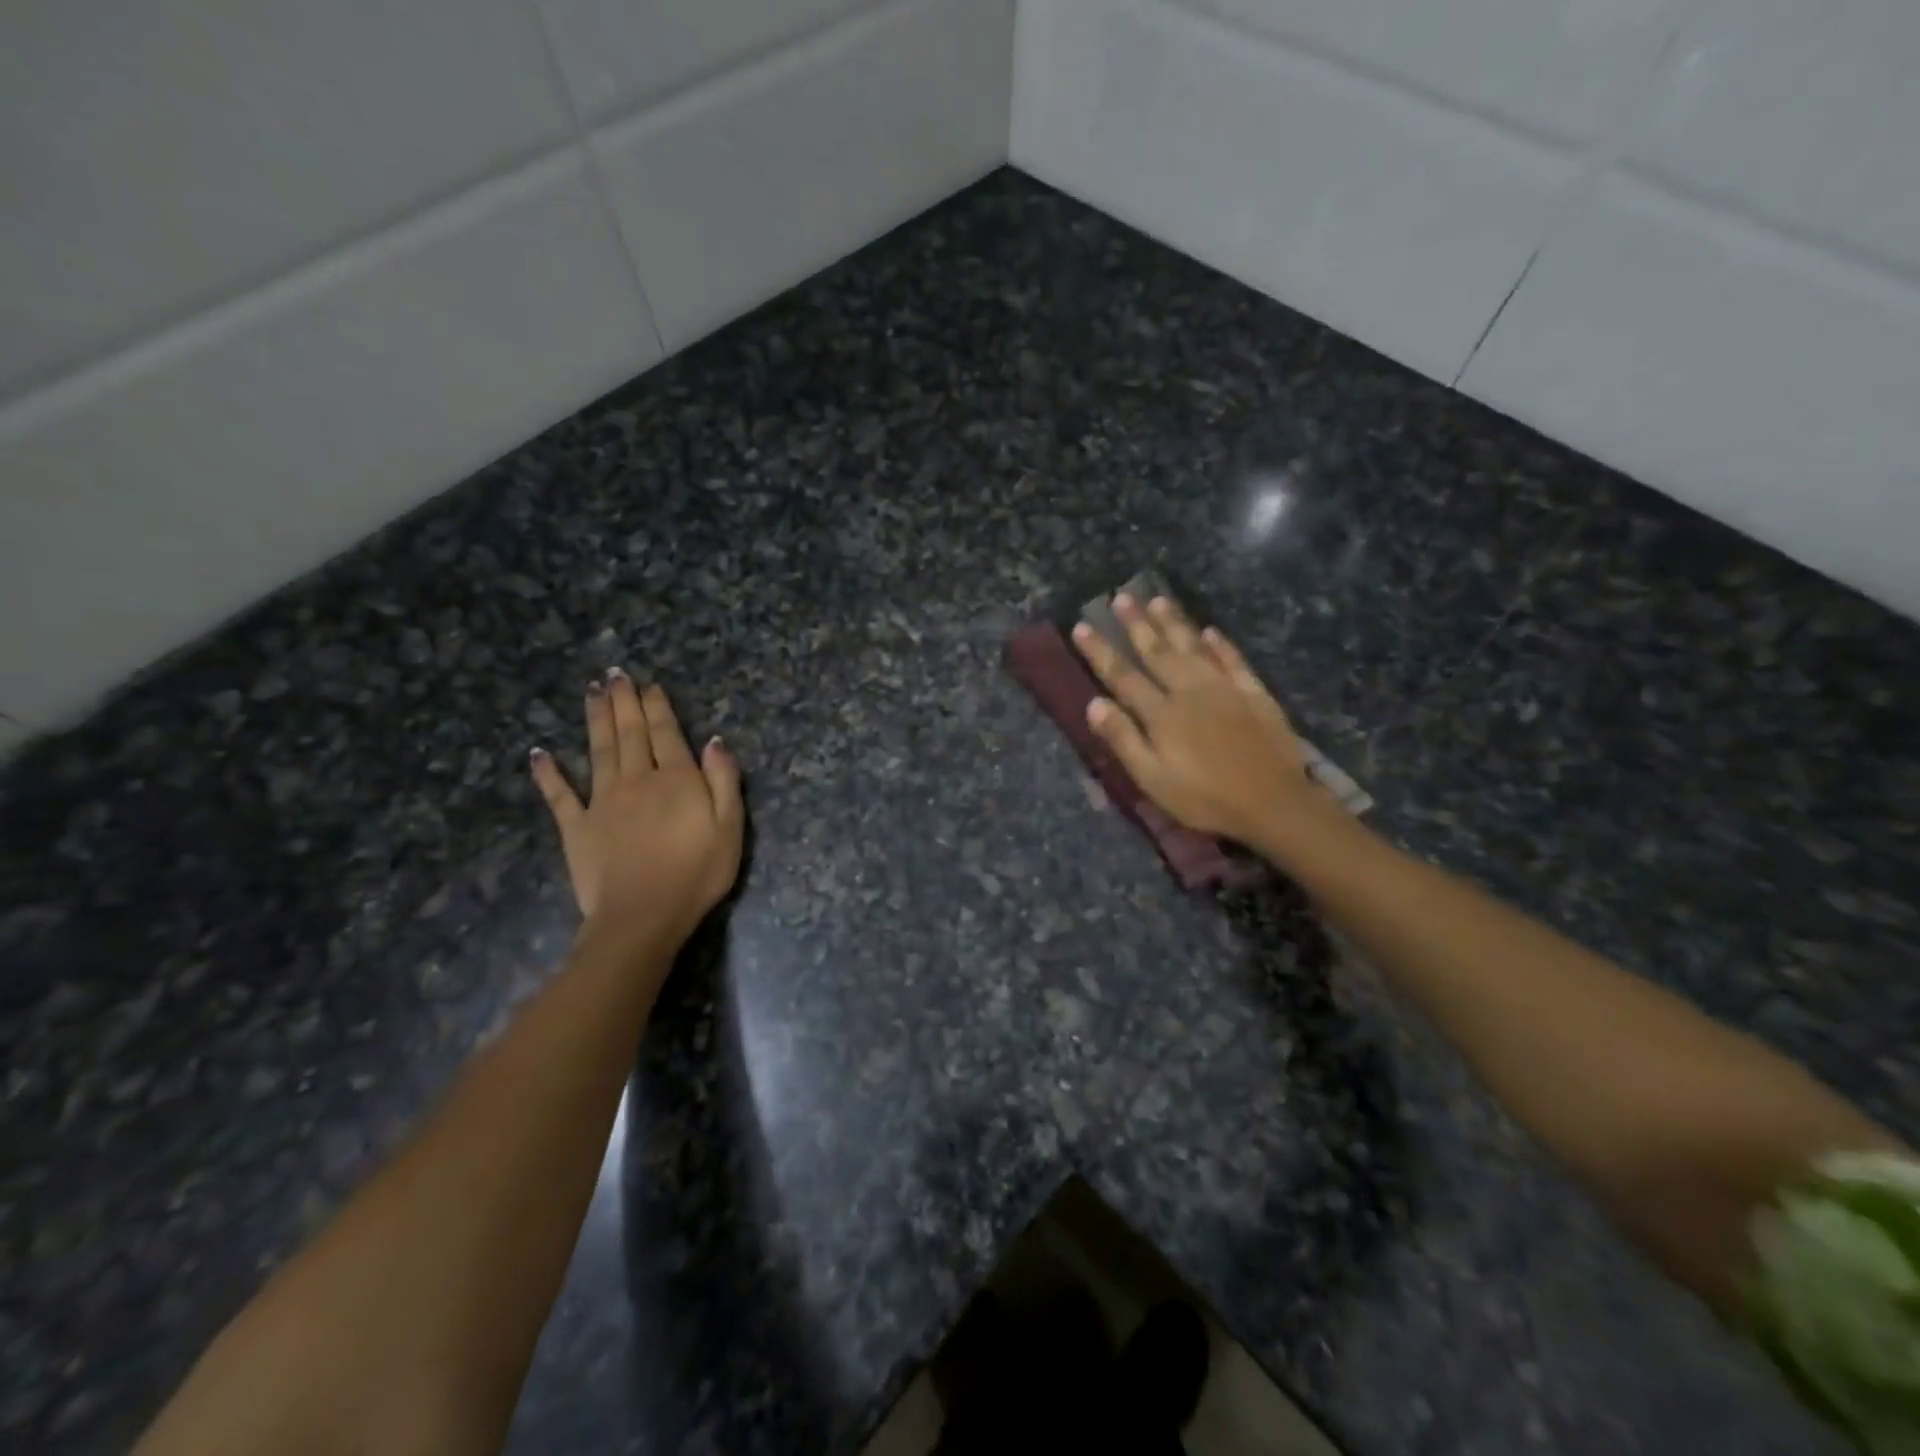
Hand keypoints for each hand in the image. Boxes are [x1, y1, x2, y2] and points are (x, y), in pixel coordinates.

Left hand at [529, 670, 743, 950]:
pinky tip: (539, 753)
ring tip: (591, 692)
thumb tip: (715, 741)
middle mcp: (636, 780)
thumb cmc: (697, 874)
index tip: (649, 685)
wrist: (643, 916)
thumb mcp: (730, 828)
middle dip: (623, 702)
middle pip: (629, 733)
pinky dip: (548, 773)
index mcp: (676, 779)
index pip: (666, 733)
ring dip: (594, 719)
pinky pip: (559, 795)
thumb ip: (724, 781)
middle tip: (614, 674)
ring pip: (597, 751)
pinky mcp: (576, 827)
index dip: (657, 706)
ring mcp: (602, 801)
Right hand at [1072, 596, 1332, 850]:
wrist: (1272, 801)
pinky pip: (1233, 660)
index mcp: (1161, 714)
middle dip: (1137, 624)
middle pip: (1158, 651)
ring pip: (1193, 647)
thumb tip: (1094, 703)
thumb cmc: (1204, 797)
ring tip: (1158, 599)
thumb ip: (1123, 739)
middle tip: (1122, 597)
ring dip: (1174, 623)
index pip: (1122, 676)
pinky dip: (1220, 644)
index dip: (1101, 651)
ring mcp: (1224, 688)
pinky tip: (1210, 631)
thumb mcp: (1152, 779)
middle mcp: (1189, 690)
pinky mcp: (1254, 693)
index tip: (1082, 627)